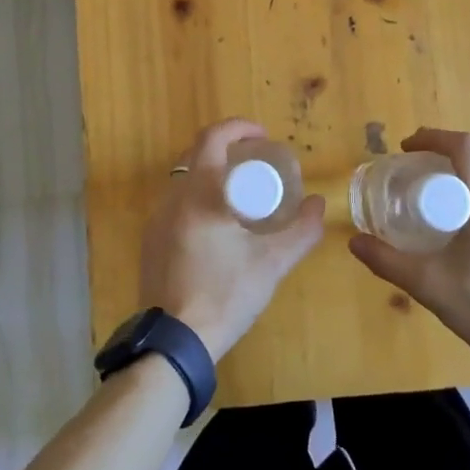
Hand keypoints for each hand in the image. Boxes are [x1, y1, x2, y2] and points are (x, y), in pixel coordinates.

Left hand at [139, 119, 325, 360]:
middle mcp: (172, 198)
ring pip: (185, 180)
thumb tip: (318, 203)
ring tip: (243, 194)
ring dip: (213, 175)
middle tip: (258, 164)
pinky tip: (219, 225)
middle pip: (197, 155)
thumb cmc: (226, 295)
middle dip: (228, 150)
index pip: (212, 138)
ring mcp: (157, 220)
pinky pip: (177, 204)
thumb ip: (301, 231)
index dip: (239, 128)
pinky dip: (199, 198)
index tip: (264, 137)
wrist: (175, 341)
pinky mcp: (151, 241)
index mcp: (199, 194)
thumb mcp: (271, 263)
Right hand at [348, 128, 469, 371]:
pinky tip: (464, 232)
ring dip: (464, 179)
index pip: (465, 147)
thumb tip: (355, 243)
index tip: (406, 148)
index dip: (433, 137)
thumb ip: (388, 261)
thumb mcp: (429, 285)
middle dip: (445, 158)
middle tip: (414, 174)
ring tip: (436, 202)